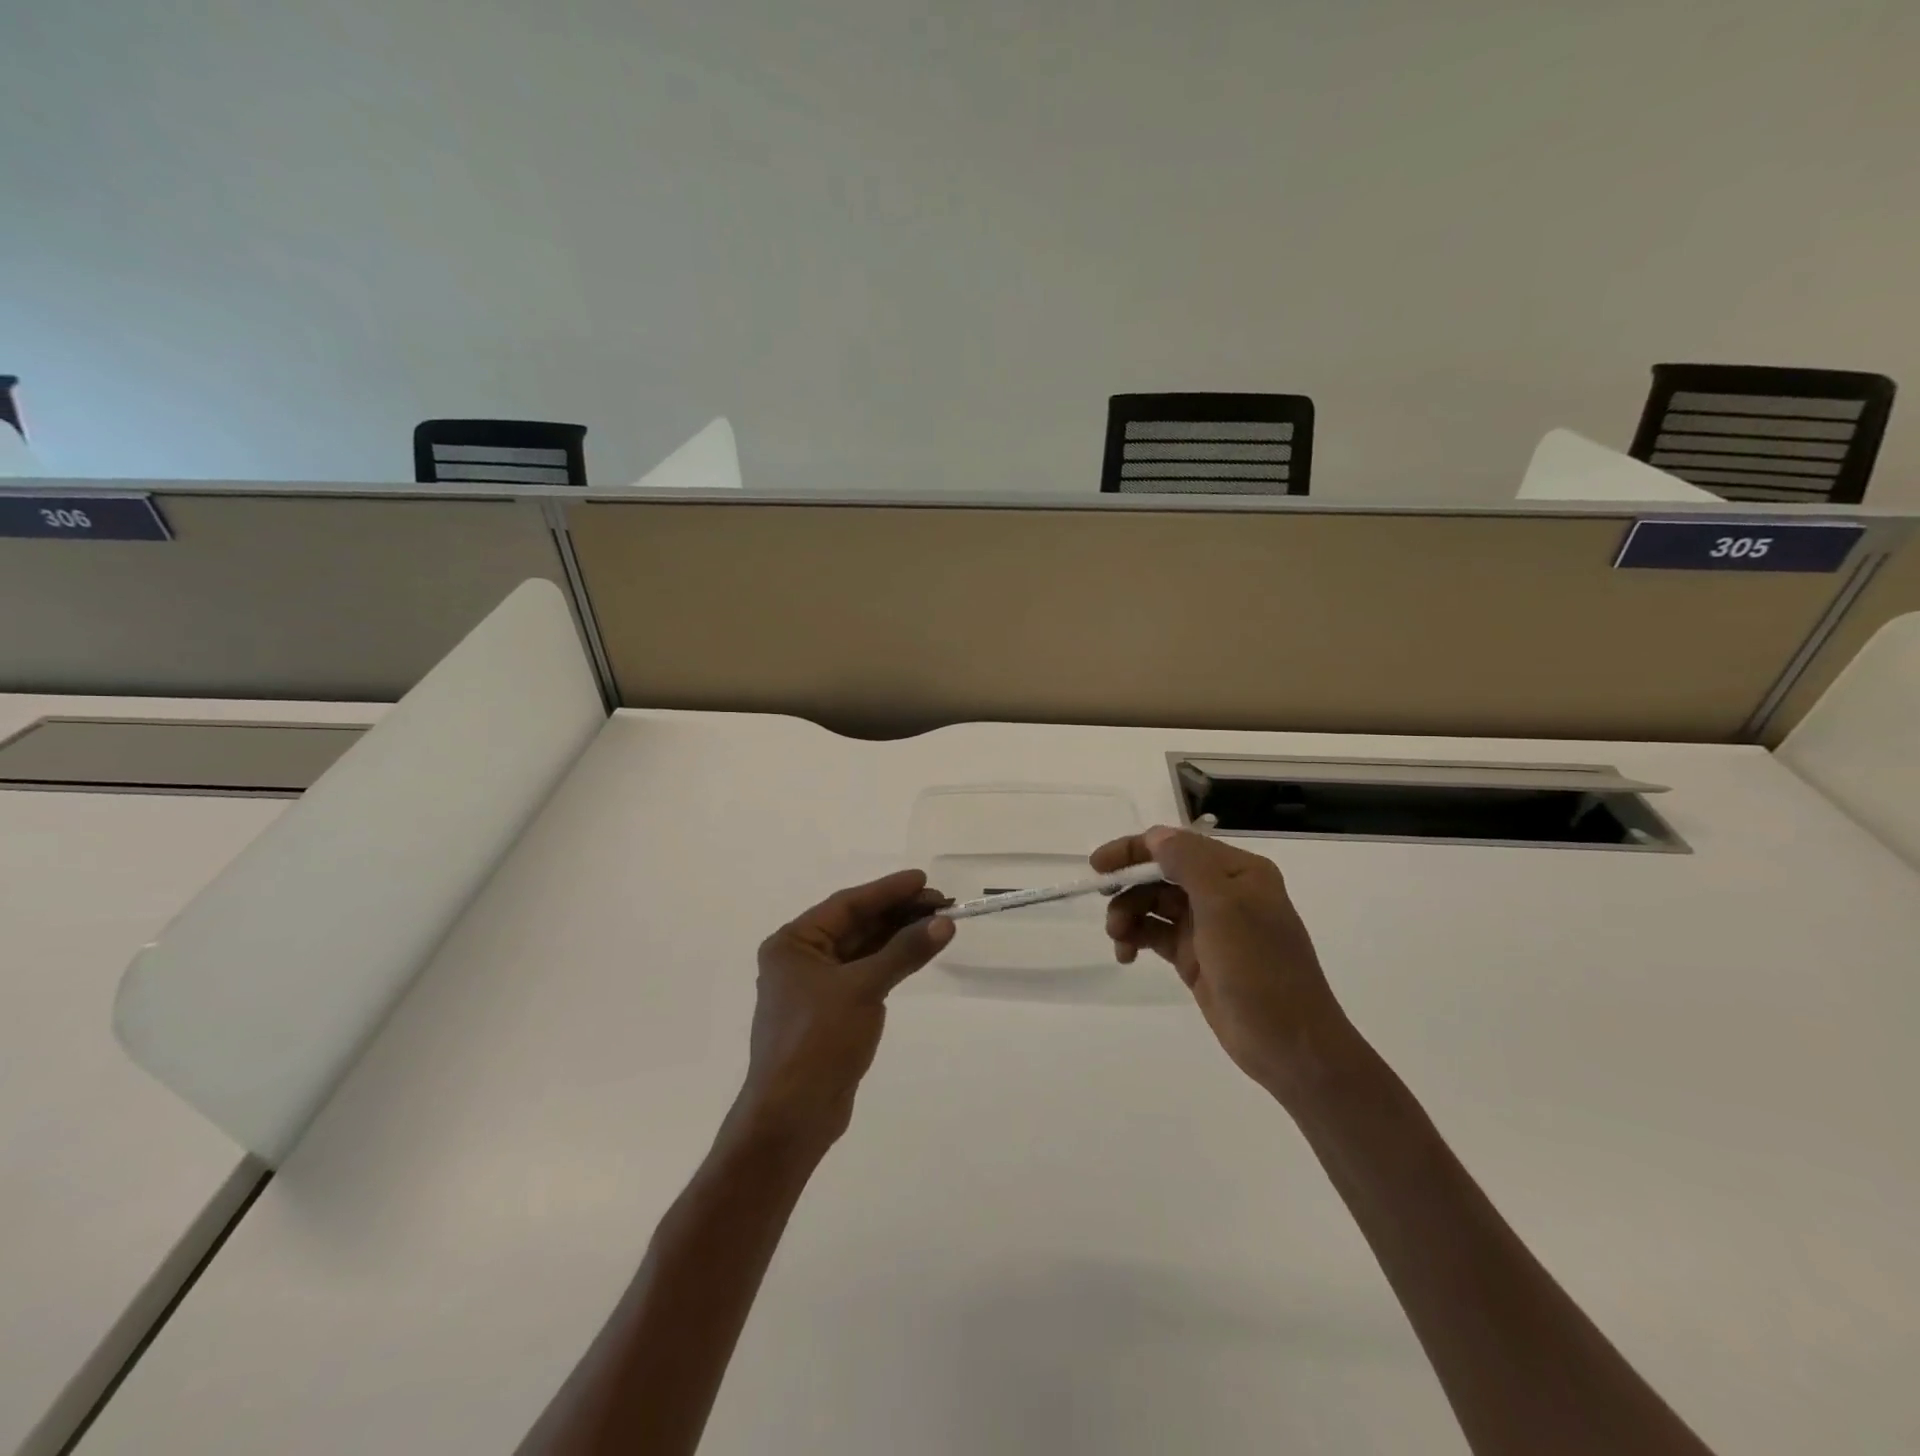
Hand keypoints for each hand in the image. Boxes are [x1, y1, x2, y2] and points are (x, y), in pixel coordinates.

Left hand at [731, 869, 953, 1154]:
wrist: (792, 1117)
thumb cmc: (818, 1041)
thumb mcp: (863, 989)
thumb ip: (903, 952)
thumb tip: (943, 924)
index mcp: (793, 943)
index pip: (846, 905)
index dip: (887, 891)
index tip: (923, 879)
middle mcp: (801, 958)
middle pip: (857, 925)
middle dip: (898, 913)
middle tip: (941, 904)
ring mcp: (817, 986)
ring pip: (864, 949)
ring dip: (899, 936)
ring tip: (939, 923)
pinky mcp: (833, 1011)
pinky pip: (867, 973)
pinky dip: (892, 962)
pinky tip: (919, 951)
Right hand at [1091, 827, 1354, 1103]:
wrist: (1289, 1044)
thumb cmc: (1258, 968)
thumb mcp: (1224, 907)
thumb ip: (1188, 864)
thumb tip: (1155, 836)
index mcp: (1238, 871)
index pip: (1177, 845)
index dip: (1135, 850)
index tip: (1099, 864)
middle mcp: (1223, 891)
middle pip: (1162, 874)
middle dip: (1130, 885)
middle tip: (1102, 899)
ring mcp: (1209, 926)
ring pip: (1154, 905)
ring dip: (1129, 914)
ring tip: (1118, 938)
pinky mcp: (1196, 956)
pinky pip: (1156, 935)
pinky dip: (1137, 939)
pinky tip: (1126, 955)